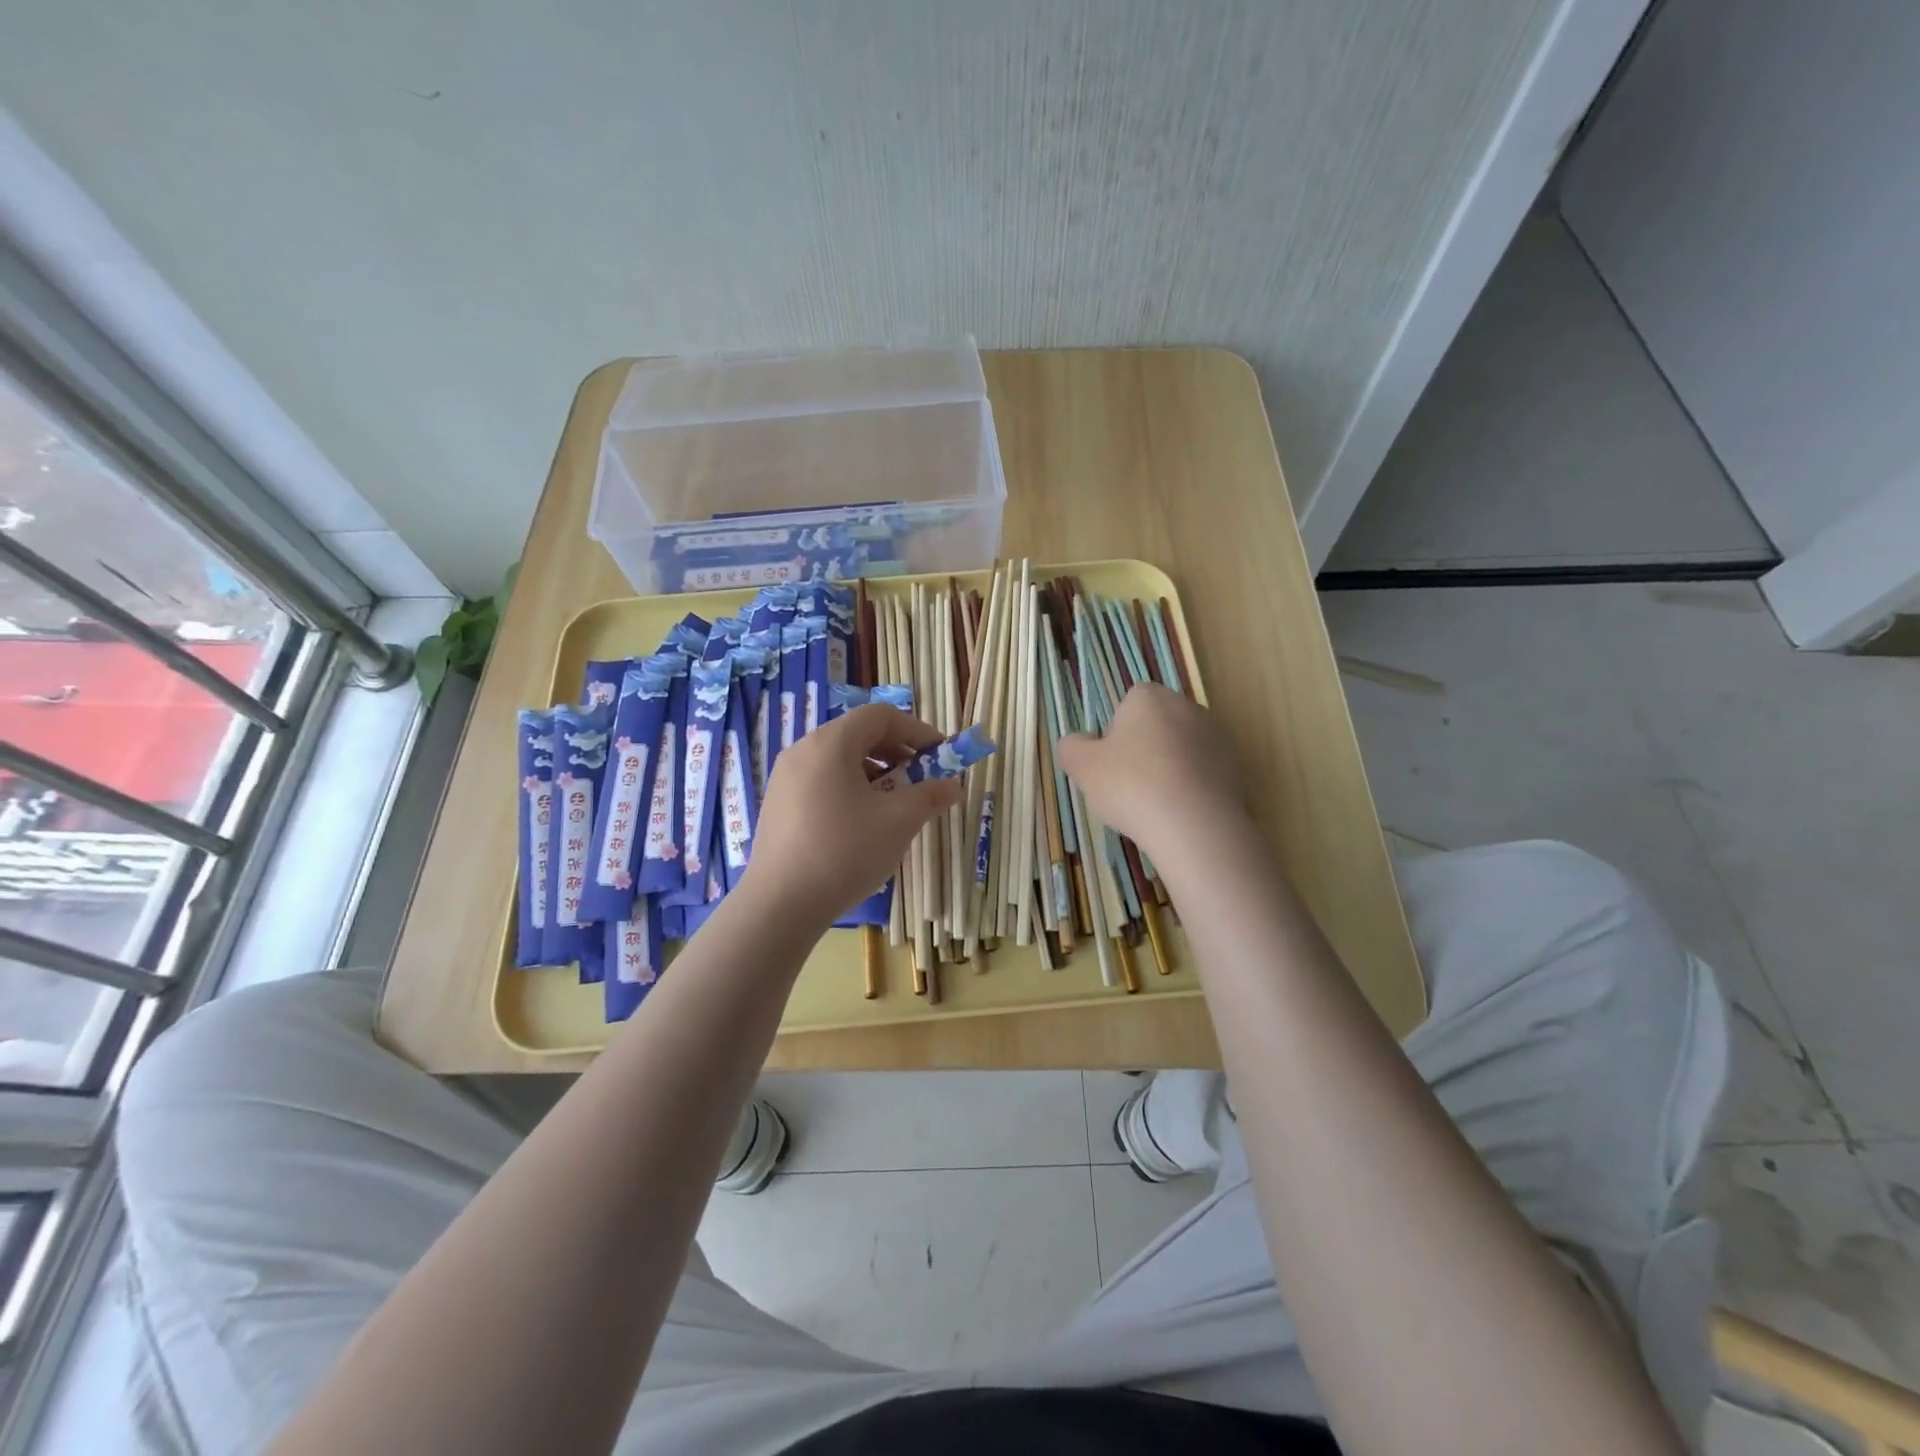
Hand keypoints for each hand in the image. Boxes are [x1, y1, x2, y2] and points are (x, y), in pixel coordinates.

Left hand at [741, 703, 962, 929]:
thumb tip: (954, 786)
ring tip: (894, 805)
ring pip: (839, 760)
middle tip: (921, 779)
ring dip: (875, 773)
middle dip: (896, 752)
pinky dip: (849, 789)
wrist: (781, 905)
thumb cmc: (845, 852)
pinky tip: (862, 823)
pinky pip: (822, 781)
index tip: (940, 755)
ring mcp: (785, 778)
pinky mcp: (778, 804)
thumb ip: (930, 796)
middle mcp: (803, 750)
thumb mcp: (898, 822)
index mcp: (831, 743)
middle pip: (858, 735)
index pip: (880, 716)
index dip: (916, 731)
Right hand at [1055, 683, 1248, 857]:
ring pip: (1180, 750)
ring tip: (1154, 805)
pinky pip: (1201, 774)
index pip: (1128, 702)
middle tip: (1127, 784)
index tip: (1110, 761)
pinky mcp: (1235, 768)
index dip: (1115, 731)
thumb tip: (1077, 742)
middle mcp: (1188, 707)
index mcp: (1150, 697)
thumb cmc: (1131, 785)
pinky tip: (1178, 814)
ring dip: (1167, 769)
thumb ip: (1072, 747)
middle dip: (1142, 749)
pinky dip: (1189, 788)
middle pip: (1156, 725)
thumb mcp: (1082, 766)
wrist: (1195, 826)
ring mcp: (1217, 738)